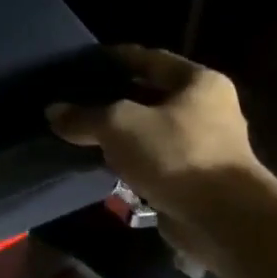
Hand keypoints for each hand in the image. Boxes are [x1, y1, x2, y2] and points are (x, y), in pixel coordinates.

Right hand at [47, 46, 266, 257]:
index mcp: (199, 82)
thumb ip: (84, 115)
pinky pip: (154, 160)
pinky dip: (130, 160)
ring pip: (151, 130)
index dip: (116, 58)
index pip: (150, 59)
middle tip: (76, 98)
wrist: (223, 219)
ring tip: (82, 131)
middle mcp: (208, 108)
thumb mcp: (119, 125)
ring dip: (121, 133)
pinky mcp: (195, 178)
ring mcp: (204, 145)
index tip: (85, 60)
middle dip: (114, 97)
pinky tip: (102, 163)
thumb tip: (53, 111)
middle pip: (151, 95)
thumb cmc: (176, 154)